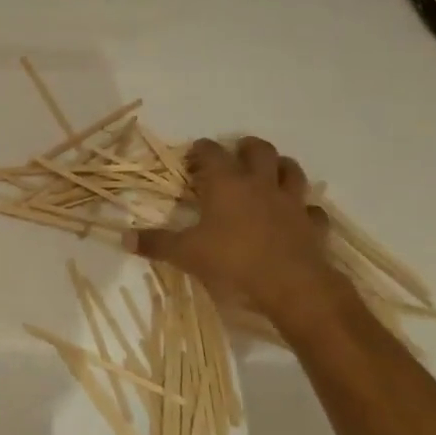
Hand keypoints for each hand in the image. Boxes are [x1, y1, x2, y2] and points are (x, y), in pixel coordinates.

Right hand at [129, 136, 344, 325]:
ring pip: (291, 170)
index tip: (192, 158)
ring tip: (269, 174)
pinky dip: (304, 210)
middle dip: (245, 148)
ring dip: (280, 167)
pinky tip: (297, 217)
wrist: (293, 286)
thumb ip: (156, 244)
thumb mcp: (186, 254)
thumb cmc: (234, 262)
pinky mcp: (312, 225)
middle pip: (258, 150)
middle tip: (234, 156)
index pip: (211, 152)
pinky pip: (312, 210)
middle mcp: (260, 184)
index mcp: (226, 183)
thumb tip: (123, 238)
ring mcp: (291, 202)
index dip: (200, 150)